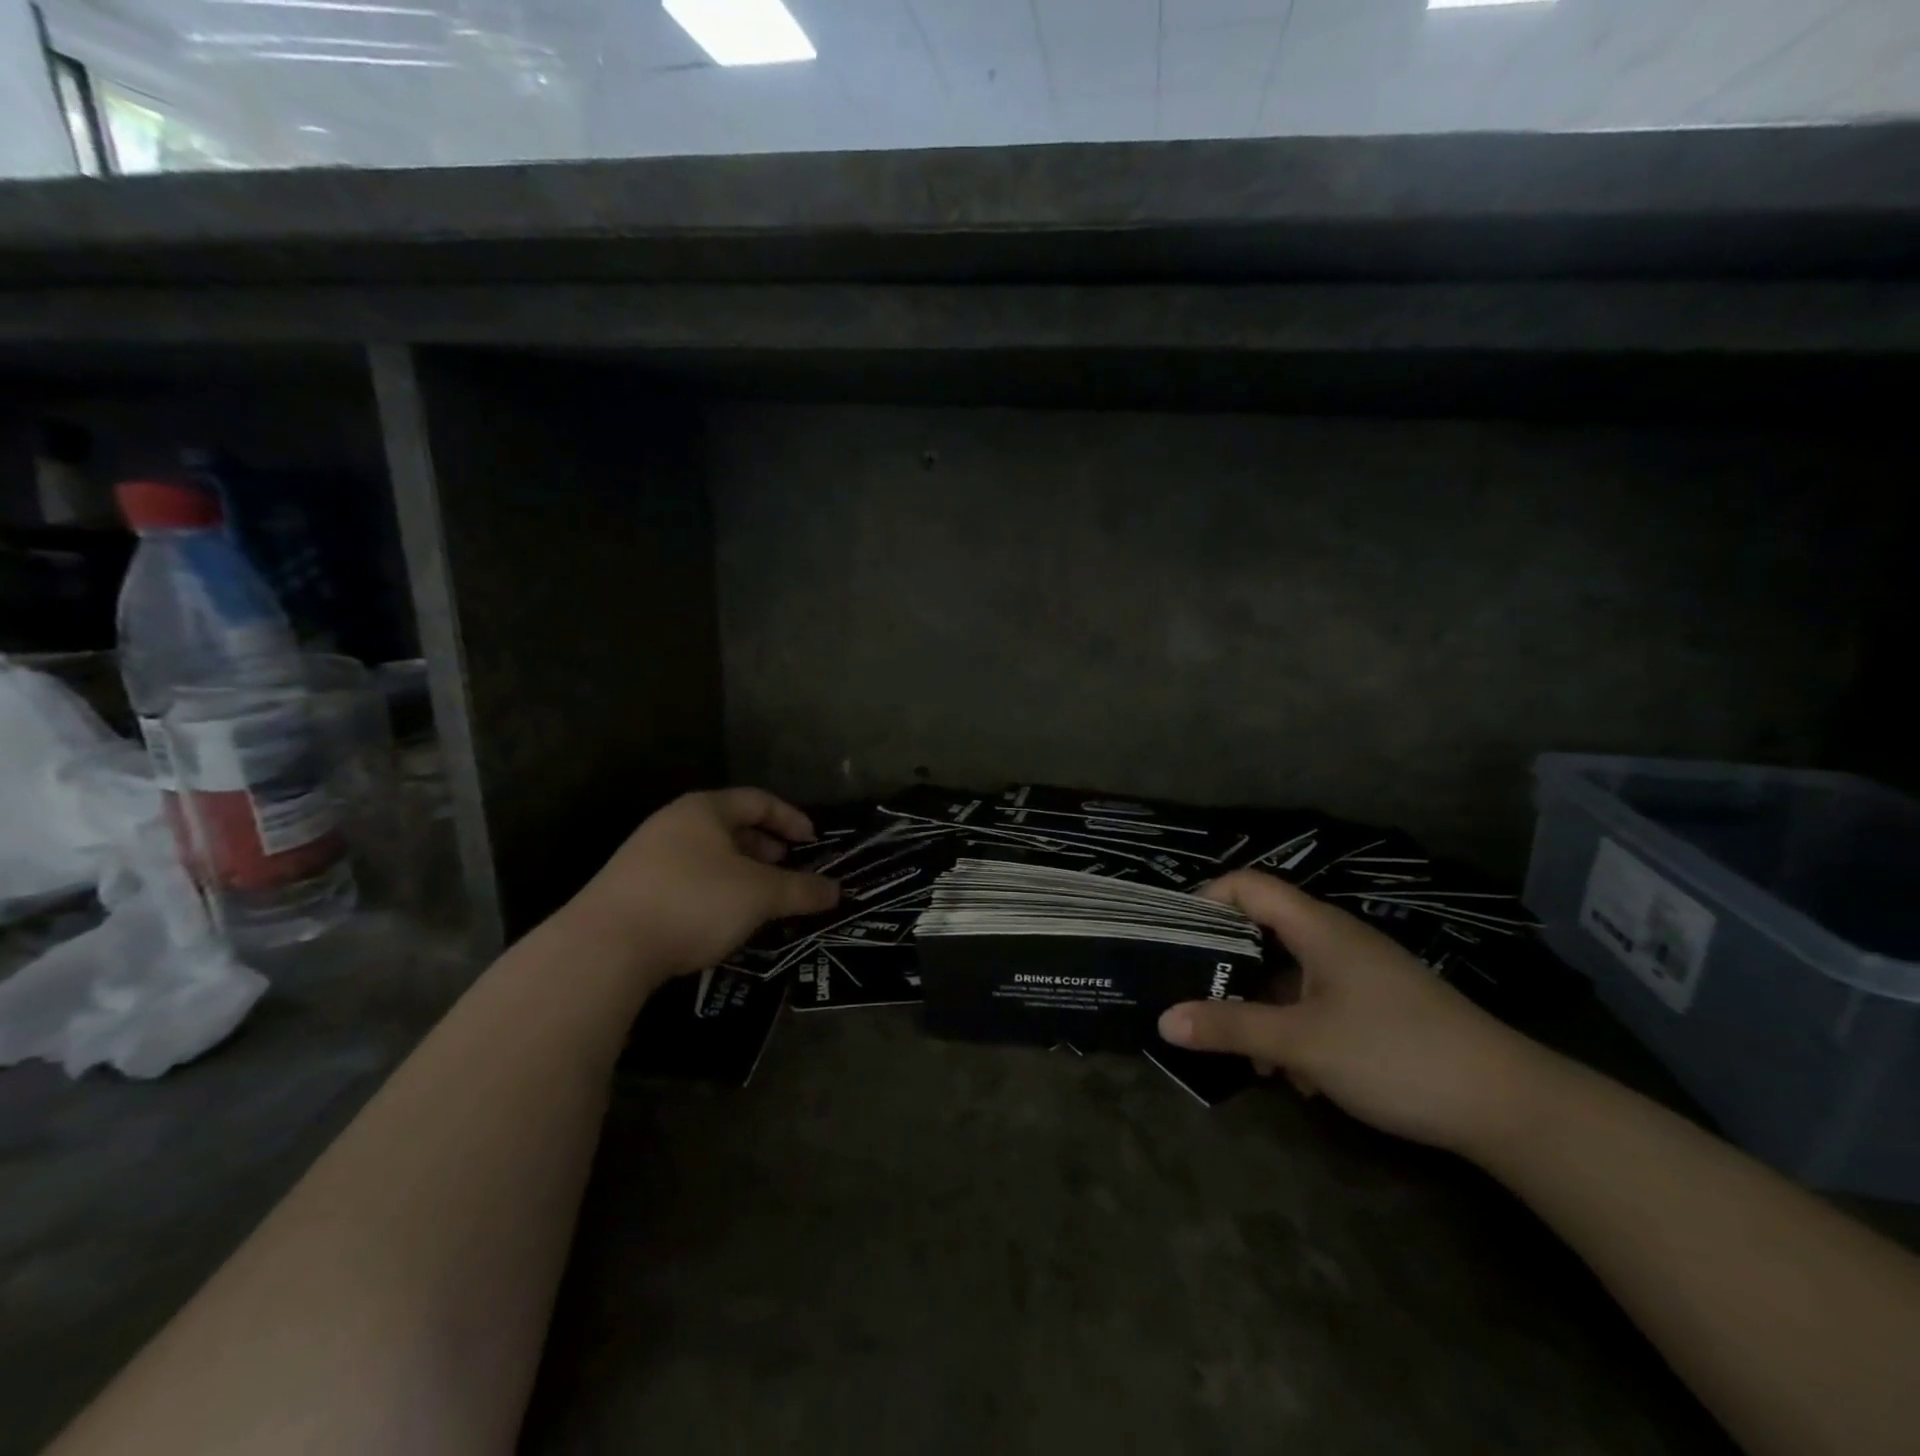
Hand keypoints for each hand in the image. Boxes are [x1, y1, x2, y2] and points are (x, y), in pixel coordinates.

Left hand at [567, 788, 838, 979]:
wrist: (603, 948)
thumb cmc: (693, 902)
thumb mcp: (759, 895)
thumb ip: (801, 889)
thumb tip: (836, 891)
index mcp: (704, 810)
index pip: (758, 800)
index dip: (790, 818)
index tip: (813, 843)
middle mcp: (673, 824)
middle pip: (731, 826)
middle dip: (765, 847)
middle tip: (787, 870)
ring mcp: (647, 856)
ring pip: (708, 855)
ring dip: (741, 873)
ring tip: (760, 899)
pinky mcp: (632, 891)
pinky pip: (687, 879)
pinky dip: (715, 891)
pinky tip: (723, 920)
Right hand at [1157, 871, 1556, 1153]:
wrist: (1509, 1105)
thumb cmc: (1395, 1054)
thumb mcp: (1302, 1043)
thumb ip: (1230, 1028)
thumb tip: (1164, 1020)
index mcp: (1317, 928)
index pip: (1248, 886)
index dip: (1207, 898)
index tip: (1176, 936)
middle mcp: (1336, 940)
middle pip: (1263, 932)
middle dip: (1229, 969)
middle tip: (1199, 1001)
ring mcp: (1360, 975)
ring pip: (1289, 976)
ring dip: (1263, 1009)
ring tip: (1252, 1058)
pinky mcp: (1378, 1008)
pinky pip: (1318, 1003)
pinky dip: (1297, 1029)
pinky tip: (1301, 1078)